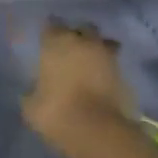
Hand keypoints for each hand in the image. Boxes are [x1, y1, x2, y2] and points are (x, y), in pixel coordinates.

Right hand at [22, 19, 136, 154]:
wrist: (97, 131)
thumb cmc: (56, 112)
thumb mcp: (31, 104)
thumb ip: (34, 89)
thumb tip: (36, 88)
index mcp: (57, 42)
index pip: (51, 26)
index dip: (49, 33)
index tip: (45, 42)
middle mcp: (85, 42)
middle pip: (82, 29)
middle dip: (77, 36)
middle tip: (68, 51)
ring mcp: (108, 56)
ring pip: (103, 43)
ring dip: (96, 50)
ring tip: (88, 65)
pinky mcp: (126, 74)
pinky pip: (113, 64)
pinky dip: (106, 69)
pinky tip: (99, 81)